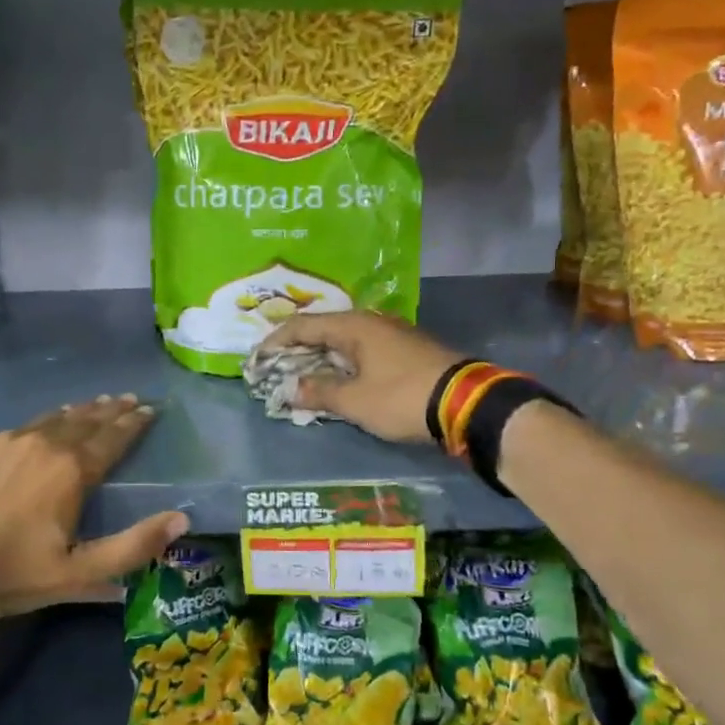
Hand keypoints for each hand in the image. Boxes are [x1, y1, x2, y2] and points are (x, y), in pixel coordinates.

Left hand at [0, 394, 187, 614]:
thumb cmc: (14, 572)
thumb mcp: (80, 572)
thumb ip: (134, 546)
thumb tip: (182, 519)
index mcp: (72, 470)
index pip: (112, 438)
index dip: (134, 423)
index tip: (150, 409)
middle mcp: (43, 444)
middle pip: (85, 420)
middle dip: (111, 410)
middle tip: (129, 399)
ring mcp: (6, 442)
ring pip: (52, 419)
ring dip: (79, 411)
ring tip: (95, 403)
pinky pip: (20, 427)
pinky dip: (43, 422)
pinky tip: (44, 425)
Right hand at [256, 311, 461, 443]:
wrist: (466, 403)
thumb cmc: (402, 397)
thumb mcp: (355, 401)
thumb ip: (319, 392)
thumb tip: (291, 389)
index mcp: (354, 326)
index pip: (303, 326)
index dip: (276, 342)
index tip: (257, 359)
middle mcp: (371, 322)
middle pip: (323, 330)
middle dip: (297, 351)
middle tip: (275, 369)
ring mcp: (392, 334)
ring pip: (344, 342)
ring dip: (321, 359)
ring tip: (301, 377)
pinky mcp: (407, 350)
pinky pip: (363, 352)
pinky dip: (343, 364)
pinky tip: (338, 380)